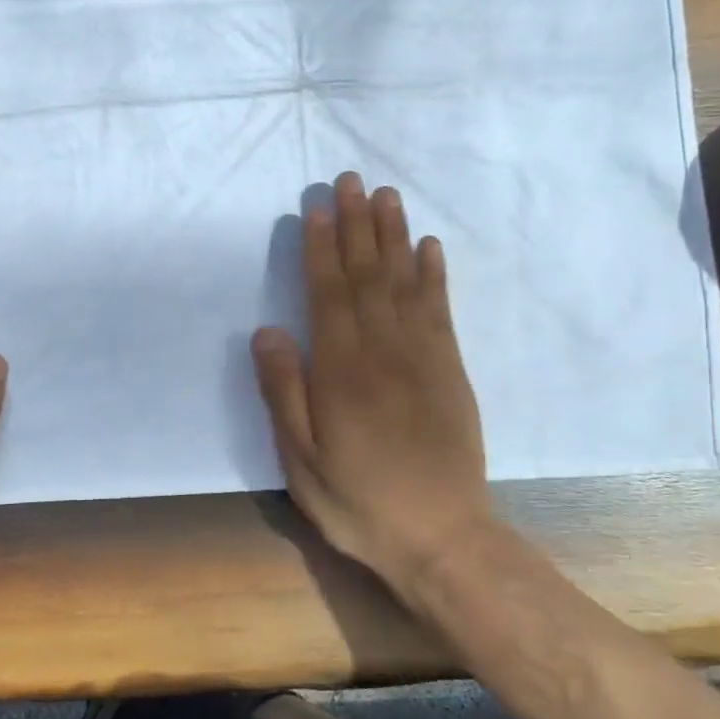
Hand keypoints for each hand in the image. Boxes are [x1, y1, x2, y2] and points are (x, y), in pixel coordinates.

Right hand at [251, 172, 491, 594]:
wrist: (441, 538)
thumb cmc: (358, 501)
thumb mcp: (301, 460)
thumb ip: (284, 392)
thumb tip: (268, 330)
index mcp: (341, 371)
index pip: (328, 293)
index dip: (321, 248)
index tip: (317, 207)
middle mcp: (383, 351)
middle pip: (367, 275)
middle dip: (356, 225)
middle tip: (350, 180)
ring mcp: (423, 357)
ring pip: (404, 283)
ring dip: (394, 236)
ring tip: (387, 196)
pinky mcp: (450, 370)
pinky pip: (440, 310)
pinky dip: (434, 275)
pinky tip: (429, 247)